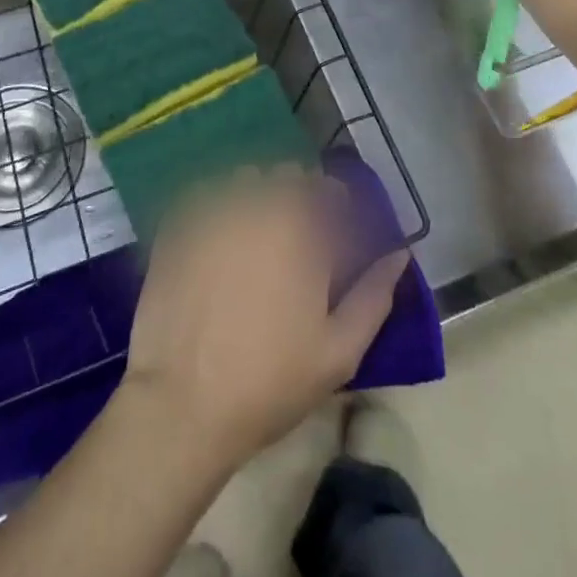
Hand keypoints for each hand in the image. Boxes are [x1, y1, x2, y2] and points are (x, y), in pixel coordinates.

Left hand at [121, 167, 409, 471]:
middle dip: (295, 194)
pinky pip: (203, 194)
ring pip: (242, 178)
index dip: (333, 202)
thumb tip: (399, 255)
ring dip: (254, 194)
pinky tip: (215, 240)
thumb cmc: (270, 380)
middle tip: (294, 234)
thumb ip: (374, 295)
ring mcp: (212, 209)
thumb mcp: (339, 351)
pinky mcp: (176, 223)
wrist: (183, 402)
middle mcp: (257, 205)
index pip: (326, 187)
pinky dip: (215, 206)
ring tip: (252, 233)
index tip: (333, 228)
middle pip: (284, 174)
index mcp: (301, 229)